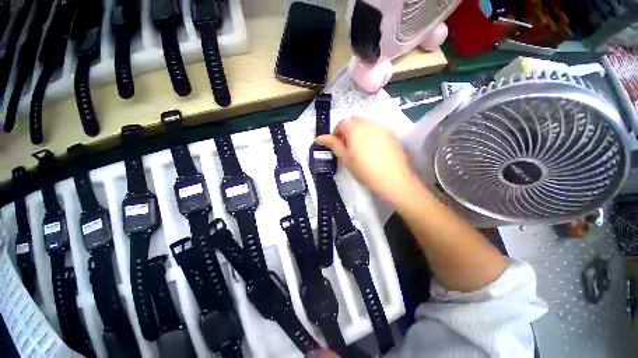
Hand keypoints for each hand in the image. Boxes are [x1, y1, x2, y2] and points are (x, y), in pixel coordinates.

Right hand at [315, 116, 418, 205]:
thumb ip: (333, 145)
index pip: (341, 124)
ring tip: (361, 148)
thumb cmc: (364, 169)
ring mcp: (382, 127)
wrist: (392, 178)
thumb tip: (318, 138)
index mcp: (355, 128)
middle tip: (348, 146)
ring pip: (366, 123)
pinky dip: (371, 134)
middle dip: (348, 129)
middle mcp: (369, 123)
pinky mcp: (391, 134)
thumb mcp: (346, 158)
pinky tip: (373, 149)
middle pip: (354, 120)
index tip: (336, 145)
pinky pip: (377, 129)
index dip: (336, 133)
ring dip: (359, 131)